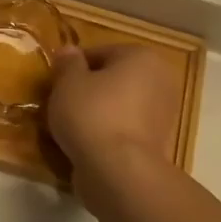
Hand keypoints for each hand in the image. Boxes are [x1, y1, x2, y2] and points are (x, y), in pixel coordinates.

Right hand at [47, 45, 181, 186]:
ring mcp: (164, 114)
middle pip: (114, 79)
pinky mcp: (159, 143)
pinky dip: (109, 134)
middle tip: (62, 104)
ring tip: (72, 128)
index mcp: (142, 56)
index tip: (56, 84)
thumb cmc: (92, 115)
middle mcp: (161, 80)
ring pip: (120, 106)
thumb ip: (68, 63)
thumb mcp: (67, 83)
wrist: (119, 171)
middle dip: (90, 89)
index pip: (100, 53)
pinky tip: (89, 145)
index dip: (73, 67)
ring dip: (100, 113)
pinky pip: (126, 130)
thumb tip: (69, 50)